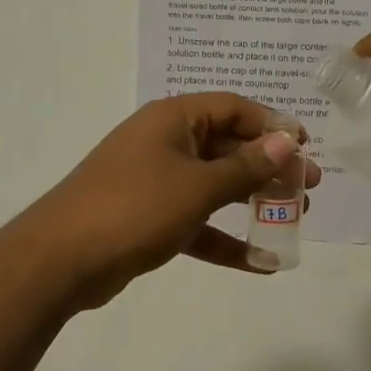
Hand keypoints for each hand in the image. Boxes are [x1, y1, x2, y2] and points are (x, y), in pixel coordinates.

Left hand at [24, 93, 321, 291]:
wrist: (62, 258)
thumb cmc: (135, 207)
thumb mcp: (198, 185)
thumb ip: (246, 166)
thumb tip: (287, 141)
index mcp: (173, 119)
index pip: (232, 108)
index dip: (272, 124)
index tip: (306, 147)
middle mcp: (164, 142)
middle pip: (227, 146)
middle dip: (269, 167)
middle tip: (309, 188)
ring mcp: (154, 181)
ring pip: (214, 185)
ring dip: (252, 201)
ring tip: (295, 218)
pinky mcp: (148, 217)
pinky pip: (196, 221)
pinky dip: (224, 238)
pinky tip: (260, 262)